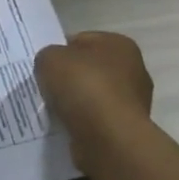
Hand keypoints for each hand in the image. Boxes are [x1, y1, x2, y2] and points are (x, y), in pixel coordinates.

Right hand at [35, 32, 153, 166]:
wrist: (109, 139)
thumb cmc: (84, 87)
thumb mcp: (50, 58)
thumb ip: (48, 56)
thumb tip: (53, 66)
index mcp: (120, 44)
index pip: (82, 40)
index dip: (60, 51)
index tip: (45, 67)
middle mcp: (133, 70)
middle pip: (89, 70)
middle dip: (69, 79)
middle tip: (47, 88)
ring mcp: (133, 102)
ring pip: (93, 97)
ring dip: (75, 104)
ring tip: (54, 111)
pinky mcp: (126, 129)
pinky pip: (96, 121)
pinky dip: (82, 124)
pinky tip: (67, 127)